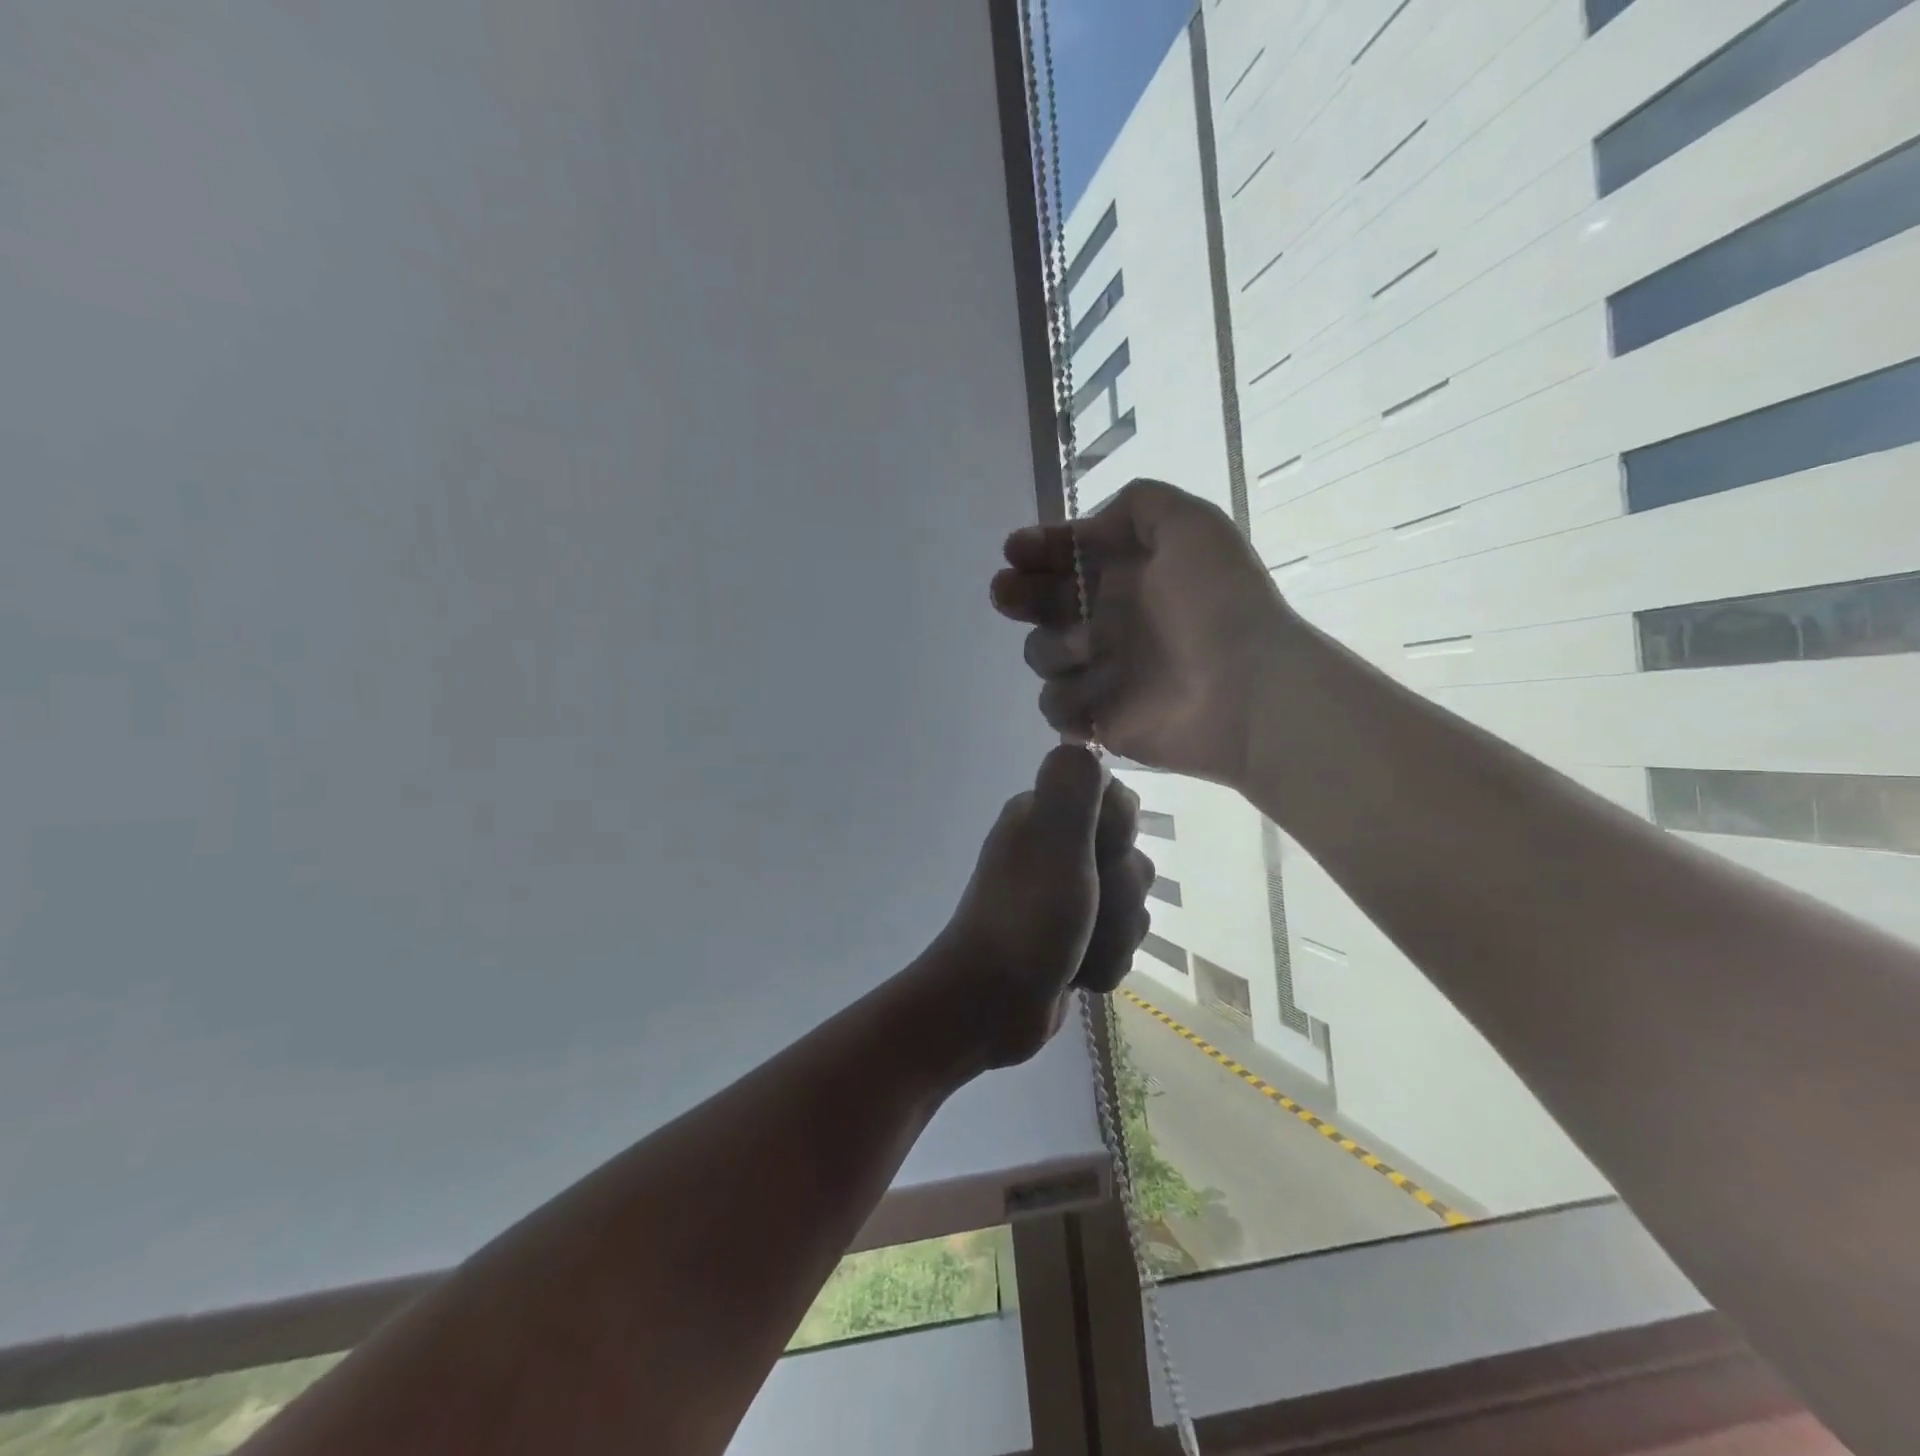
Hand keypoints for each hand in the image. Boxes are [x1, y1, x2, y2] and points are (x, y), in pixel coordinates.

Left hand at [932, 745, 1154, 1069]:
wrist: (990, 1007)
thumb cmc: (1025, 920)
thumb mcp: (1052, 843)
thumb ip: (1071, 788)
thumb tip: (1080, 742)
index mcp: (1044, 818)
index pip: (1120, 802)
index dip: (1120, 834)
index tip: (1096, 856)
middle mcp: (1055, 851)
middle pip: (1131, 859)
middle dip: (1121, 896)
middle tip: (1084, 910)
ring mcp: (1064, 898)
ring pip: (1131, 907)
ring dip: (1114, 935)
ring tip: (1078, 950)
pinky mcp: (1073, 939)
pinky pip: (1119, 943)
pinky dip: (1103, 962)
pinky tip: (1077, 975)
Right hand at [991, 479, 1290, 783]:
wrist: (1249, 689)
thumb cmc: (1218, 603)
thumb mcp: (1191, 524)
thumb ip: (1138, 504)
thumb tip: (1090, 530)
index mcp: (1127, 576)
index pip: (1066, 558)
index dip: (1037, 549)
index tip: (1015, 551)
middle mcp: (1109, 621)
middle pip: (1041, 605)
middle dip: (1019, 594)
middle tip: (1007, 593)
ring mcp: (1103, 672)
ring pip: (1042, 655)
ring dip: (1053, 648)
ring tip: (1086, 647)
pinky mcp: (1101, 719)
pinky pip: (1057, 706)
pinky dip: (1067, 699)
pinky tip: (1092, 694)